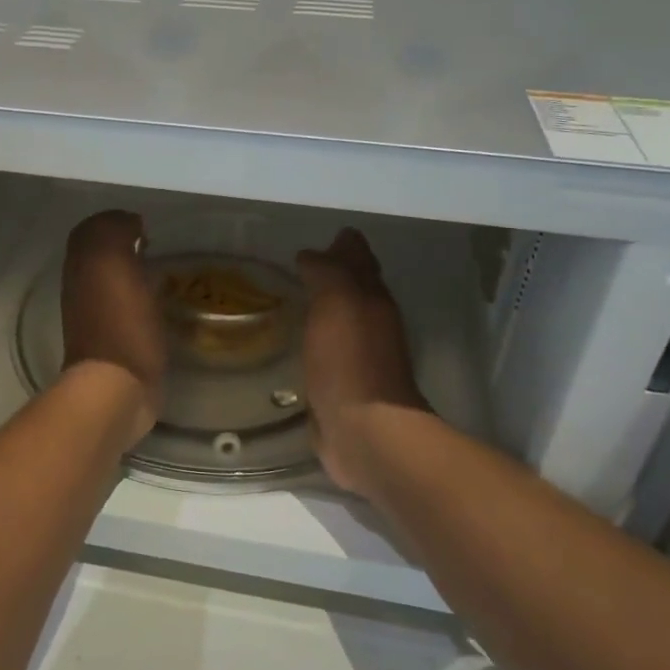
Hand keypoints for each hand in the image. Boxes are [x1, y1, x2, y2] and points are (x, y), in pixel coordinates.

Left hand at [61, 211, 165, 442]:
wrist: (115, 388)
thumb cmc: (120, 324)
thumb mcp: (113, 263)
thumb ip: (113, 233)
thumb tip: (128, 223)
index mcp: (81, 266)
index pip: (92, 230)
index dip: (116, 222)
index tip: (145, 226)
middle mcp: (82, 288)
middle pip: (100, 255)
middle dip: (124, 246)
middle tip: (154, 247)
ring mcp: (96, 317)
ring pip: (112, 281)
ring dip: (133, 273)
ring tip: (161, 272)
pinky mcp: (115, 341)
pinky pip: (126, 308)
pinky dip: (141, 299)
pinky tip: (160, 303)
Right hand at [296, 229, 425, 496]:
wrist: (364, 432)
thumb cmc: (350, 361)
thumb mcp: (337, 303)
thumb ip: (327, 273)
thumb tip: (312, 253)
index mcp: (372, 299)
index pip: (359, 259)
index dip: (343, 246)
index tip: (321, 237)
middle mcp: (370, 323)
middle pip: (354, 288)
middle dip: (336, 273)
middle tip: (304, 263)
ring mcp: (358, 357)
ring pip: (342, 319)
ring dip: (326, 307)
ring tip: (297, 297)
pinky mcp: (342, 386)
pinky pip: (327, 351)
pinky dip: (317, 340)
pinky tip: (298, 341)